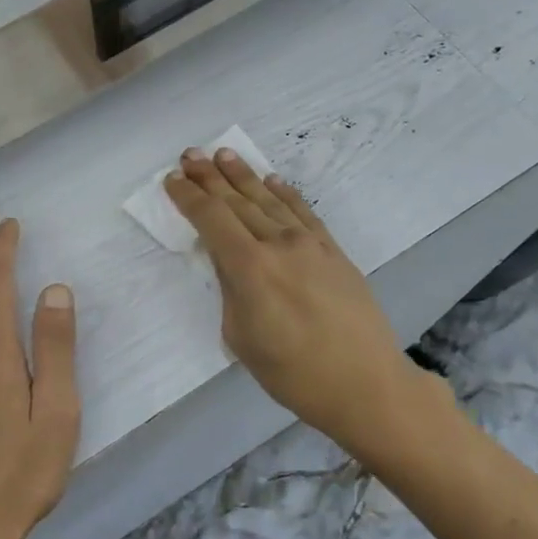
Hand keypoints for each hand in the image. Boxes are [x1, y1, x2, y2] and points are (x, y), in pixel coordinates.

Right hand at [164, 148, 449, 458]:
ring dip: (244, 175)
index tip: (172, 180)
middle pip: (238, 202)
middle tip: (190, 154)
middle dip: (210, 177)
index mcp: (249, 268)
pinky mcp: (334, 251)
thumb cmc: (292, 373)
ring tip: (223, 154)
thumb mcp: (241, 337)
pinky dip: (285, 193)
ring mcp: (310, 244)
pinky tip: (272, 180)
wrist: (365, 384)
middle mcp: (278, 244)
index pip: (211, 219)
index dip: (189, 197)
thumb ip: (230, 290)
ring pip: (269, 200)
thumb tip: (228, 261)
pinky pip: (303, 212)